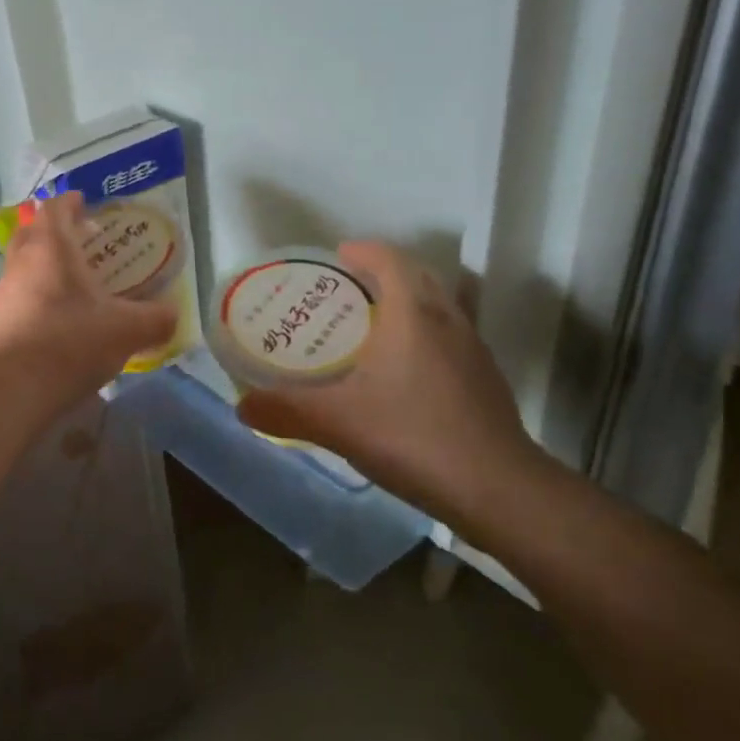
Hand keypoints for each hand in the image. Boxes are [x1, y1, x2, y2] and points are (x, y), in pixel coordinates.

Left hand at [0, 193, 178, 409]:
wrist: (13, 389)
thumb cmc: (71, 343)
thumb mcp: (127, 331)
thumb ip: (155, 319)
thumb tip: (173, 316)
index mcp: (51, 248)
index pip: (55, 208)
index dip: (70, 201)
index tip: (85, 203)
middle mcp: (21, 262)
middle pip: (33, 232)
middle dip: (55, 231)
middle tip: (82, 243)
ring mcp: (3, 293)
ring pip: (23, 266)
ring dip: (43, 267)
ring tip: (73, 286)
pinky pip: (17, 298)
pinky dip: (35, 298)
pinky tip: (56, 322)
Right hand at [235, 241, 547, 526]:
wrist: (498, 490)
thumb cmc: (413, 437)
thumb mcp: (337, 423)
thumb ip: (286, 411)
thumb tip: (241, 406)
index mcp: (412, 315)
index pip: (391, 260)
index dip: (365, 251)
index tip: (340, 255)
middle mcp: (447, 321)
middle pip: (419, 277)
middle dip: (386, 273)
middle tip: (349, 289)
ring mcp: (473, 351)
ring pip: (440, 307)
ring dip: (410, 304)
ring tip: (374, 326)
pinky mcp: (486, 381)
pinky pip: (451, 339)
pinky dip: (426, 337)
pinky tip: (405, 373)